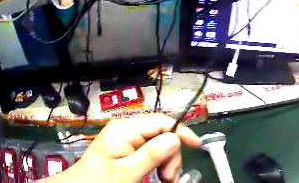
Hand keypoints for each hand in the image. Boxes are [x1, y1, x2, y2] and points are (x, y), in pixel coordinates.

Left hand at [54, 114, 200, 182]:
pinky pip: (150, 152)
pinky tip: (158, 175)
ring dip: (166, 162)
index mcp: (125, 129)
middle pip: (160, 134)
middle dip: (170, 156)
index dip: (179, 130)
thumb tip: (175, 138)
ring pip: (158, 145)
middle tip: (169, 178)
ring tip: (165, 179)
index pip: (159, 121)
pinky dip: (159, 165)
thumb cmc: (102, 178)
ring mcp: (127, 139)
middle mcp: (127, 129)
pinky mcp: (127, 148)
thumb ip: (150, 154)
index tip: (196, 146)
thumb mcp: (127, 171)